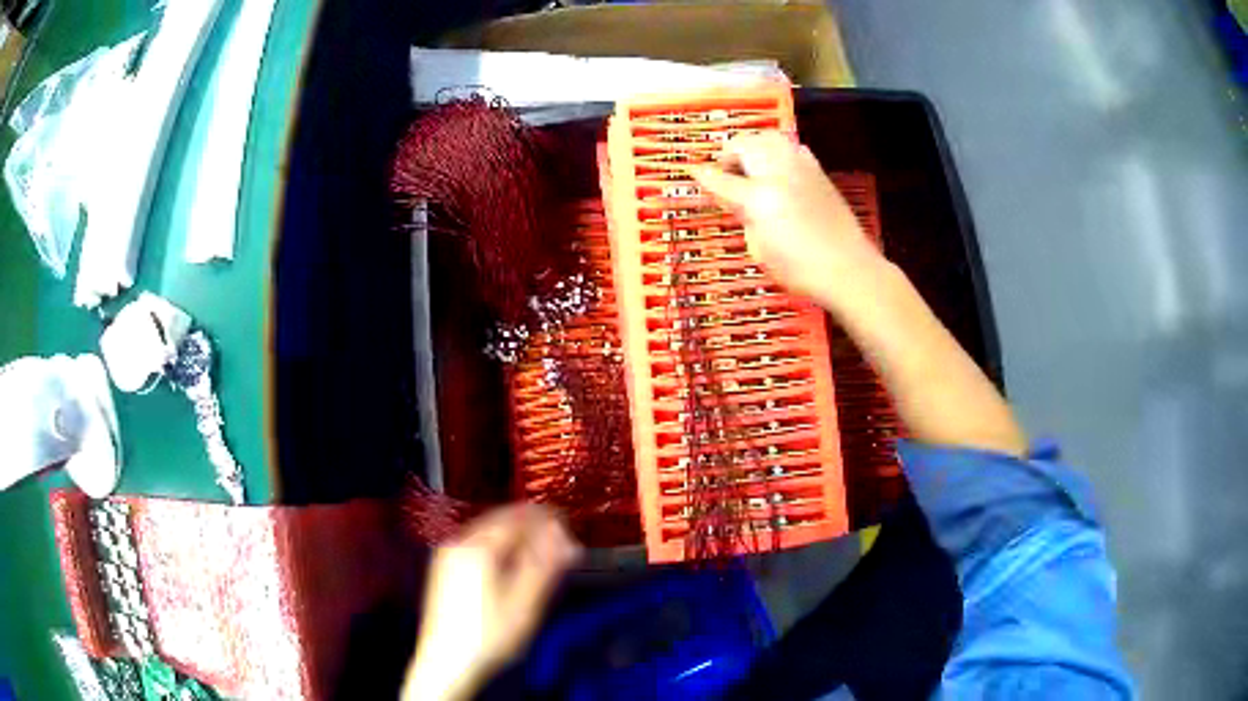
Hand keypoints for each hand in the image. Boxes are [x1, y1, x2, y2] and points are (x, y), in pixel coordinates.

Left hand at [402, 504, 580, 700]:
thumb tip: (565, 538)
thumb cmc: (488, 636)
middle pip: (501, 519)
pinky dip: (499, 545)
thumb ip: (545, 566)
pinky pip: (477, 542)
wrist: (446, 661)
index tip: (568, 524)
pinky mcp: (444, 568)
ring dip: (516, 534)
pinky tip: (511, 563)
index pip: (518, 518)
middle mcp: (459, 543)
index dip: (547, 518)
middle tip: (558, 539)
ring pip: (488, 530)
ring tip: (540, 551)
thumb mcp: (524, 605)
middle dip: (532, 525)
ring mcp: (447, 555)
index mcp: (479, 548)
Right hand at [691, 132, 884, 308]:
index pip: (720, 179)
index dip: (703, 176)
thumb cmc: (799, 270)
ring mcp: (801, 168)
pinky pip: (792, 147)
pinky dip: (779, 151)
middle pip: (744, 144)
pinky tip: (779, 170)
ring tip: (751, 166)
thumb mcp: (759, 249)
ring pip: (769, 138)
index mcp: (758, 198)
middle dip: (729, 154)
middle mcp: (778, 173)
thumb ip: (744, 217)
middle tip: (726, 174)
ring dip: (753, 146)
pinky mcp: (819, 172)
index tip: (692, 172)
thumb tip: (736, 200)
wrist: (849, 269)